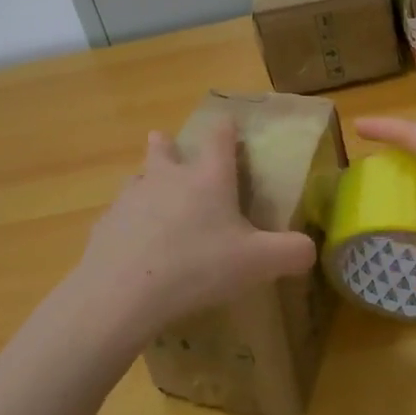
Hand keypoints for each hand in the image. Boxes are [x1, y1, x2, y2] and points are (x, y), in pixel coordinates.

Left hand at [76, 117, 315, 334]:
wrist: (124, 290)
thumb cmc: (198, 266)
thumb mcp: (258, 263)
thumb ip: (291, 252)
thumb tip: (310, 248)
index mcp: (208, 178)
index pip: (219, 138)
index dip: (226, 129)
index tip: (228, 124)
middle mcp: (168, 178)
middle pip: (163, 148)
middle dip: (165, 144)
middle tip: (163, 140)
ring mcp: (131, 198)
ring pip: (137, 179)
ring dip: (144, 183)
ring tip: (149, 197)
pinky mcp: (105, 224)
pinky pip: (118, 217)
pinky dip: (126, 224)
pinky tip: (131, 245)